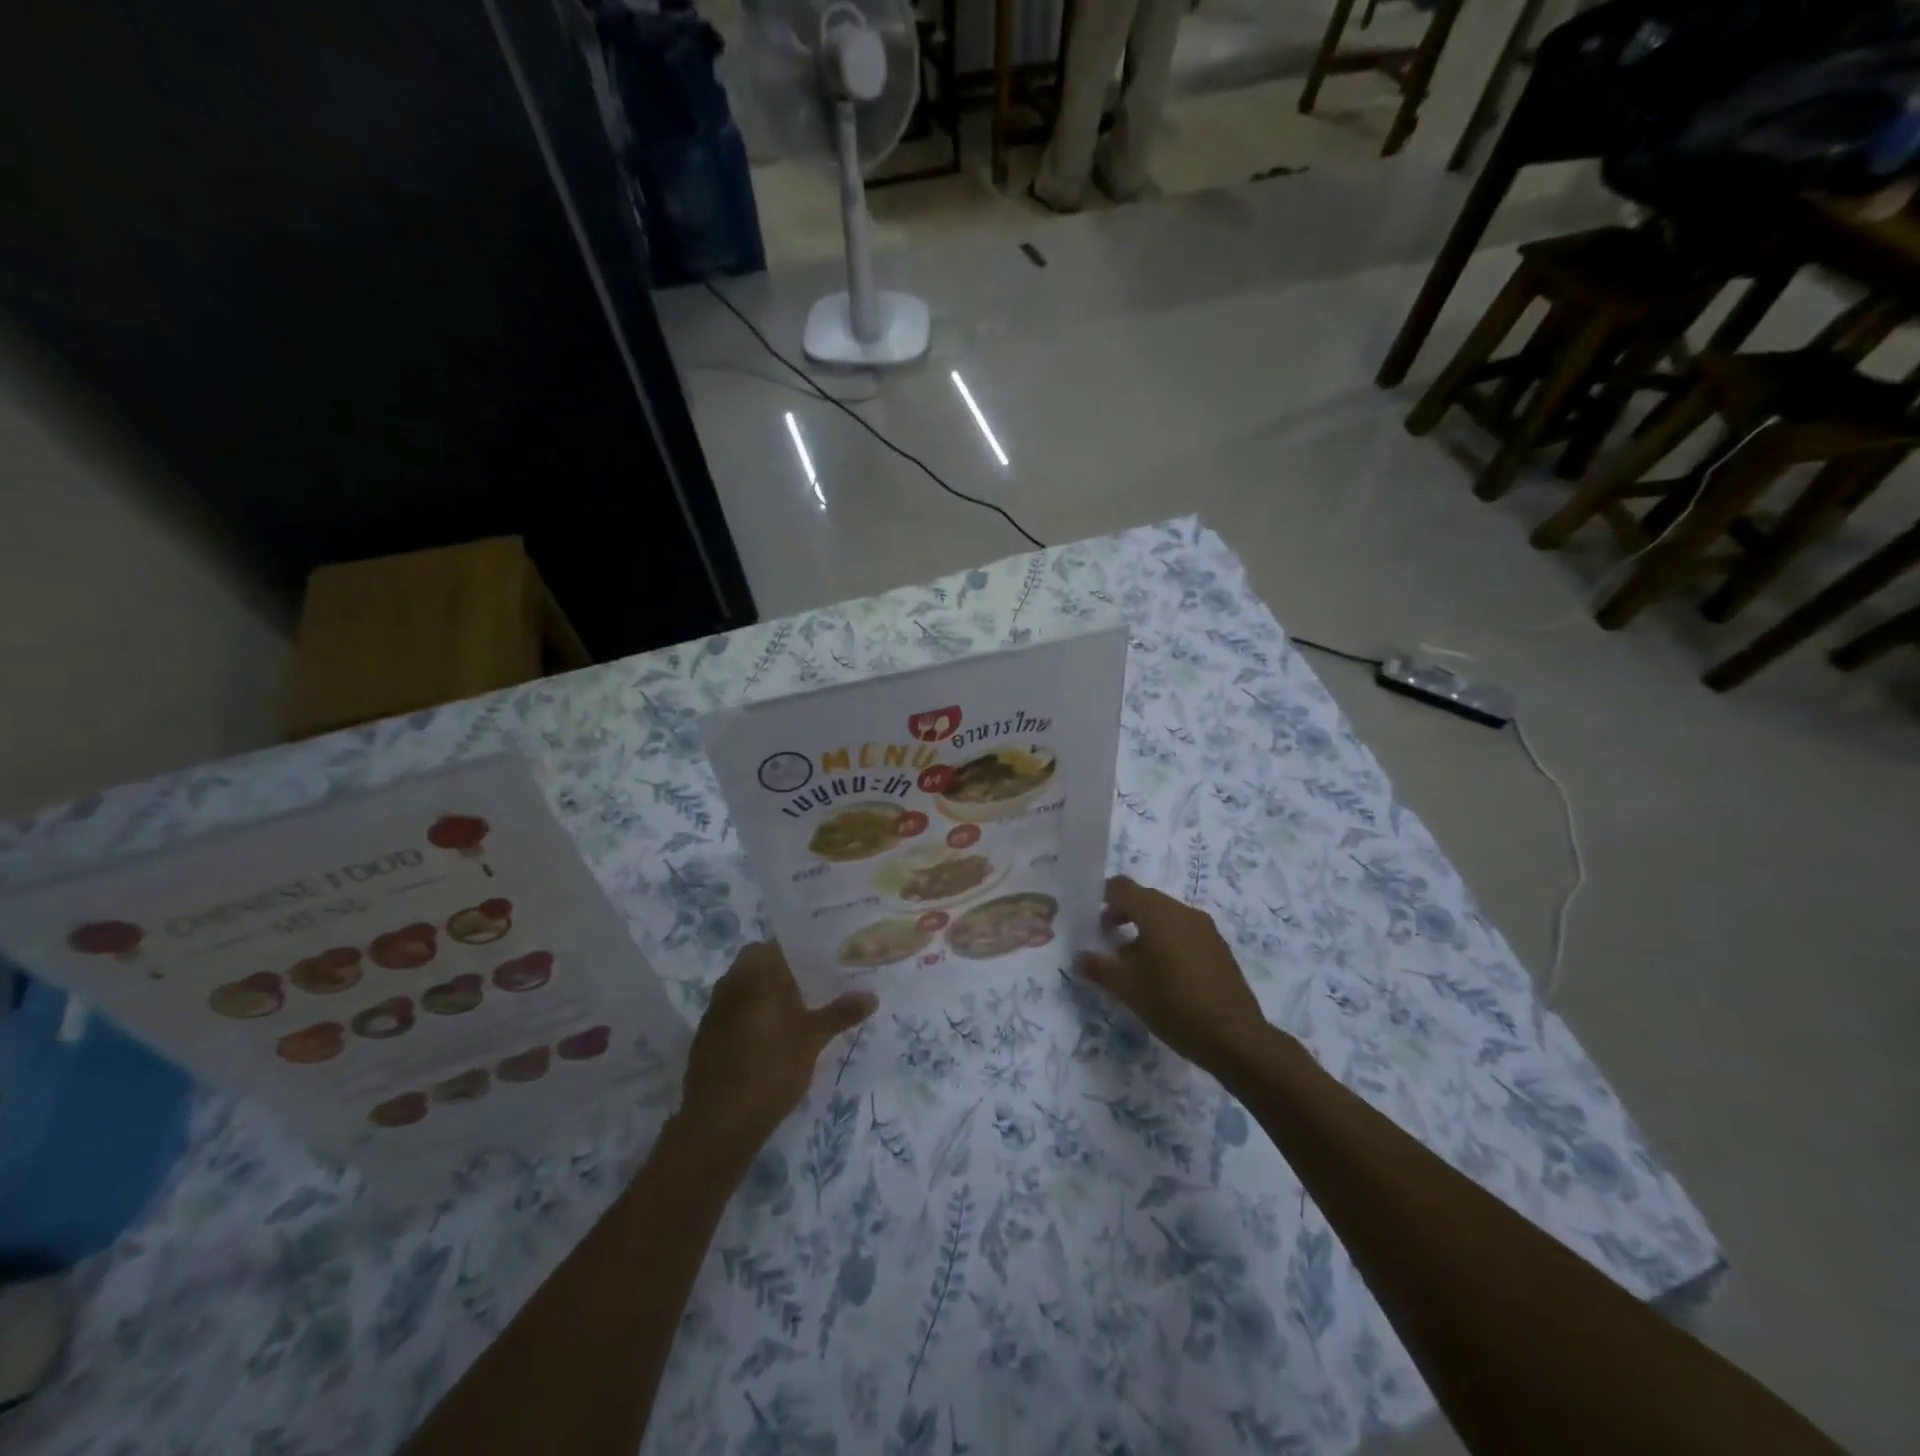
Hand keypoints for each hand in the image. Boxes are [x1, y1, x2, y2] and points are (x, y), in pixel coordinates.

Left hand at [677, 943, 876, 1166]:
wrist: (720, 1120)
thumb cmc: (773, 1066)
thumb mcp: (814, 1038)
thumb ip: (841, 1013)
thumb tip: (872, 996)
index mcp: (758, 972)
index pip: (779, 945)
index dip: (801, 951)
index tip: (822, 962)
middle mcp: (732, 982)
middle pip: (759, 964)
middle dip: (783, 973)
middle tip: (813, 988)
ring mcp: (714, 1009)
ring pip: (744, 989)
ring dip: (764, 995)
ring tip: (795, 1015)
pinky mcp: (705, 1036)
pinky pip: (732, 1013)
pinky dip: (749, 1018)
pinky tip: (768, 1040)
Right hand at [1074, 875, 1267, 1074]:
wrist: (1236, 1038)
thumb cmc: (1174, 1005)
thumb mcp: (1128, 989)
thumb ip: (1099, 968)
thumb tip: (1080, 958)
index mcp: (1158, 913)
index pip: (1122, 887)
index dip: (1101, 898)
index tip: (1089, 920)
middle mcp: (1183, 912)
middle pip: (1144, 899)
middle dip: (1121, 915)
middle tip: (1106, 941)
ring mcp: (1205, 929)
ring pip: (1165, 916)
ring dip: (1144, 929)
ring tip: (1132, 962)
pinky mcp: (1218, 947)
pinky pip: (1183, 931)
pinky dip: (1166, 940)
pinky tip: (1162, 974)